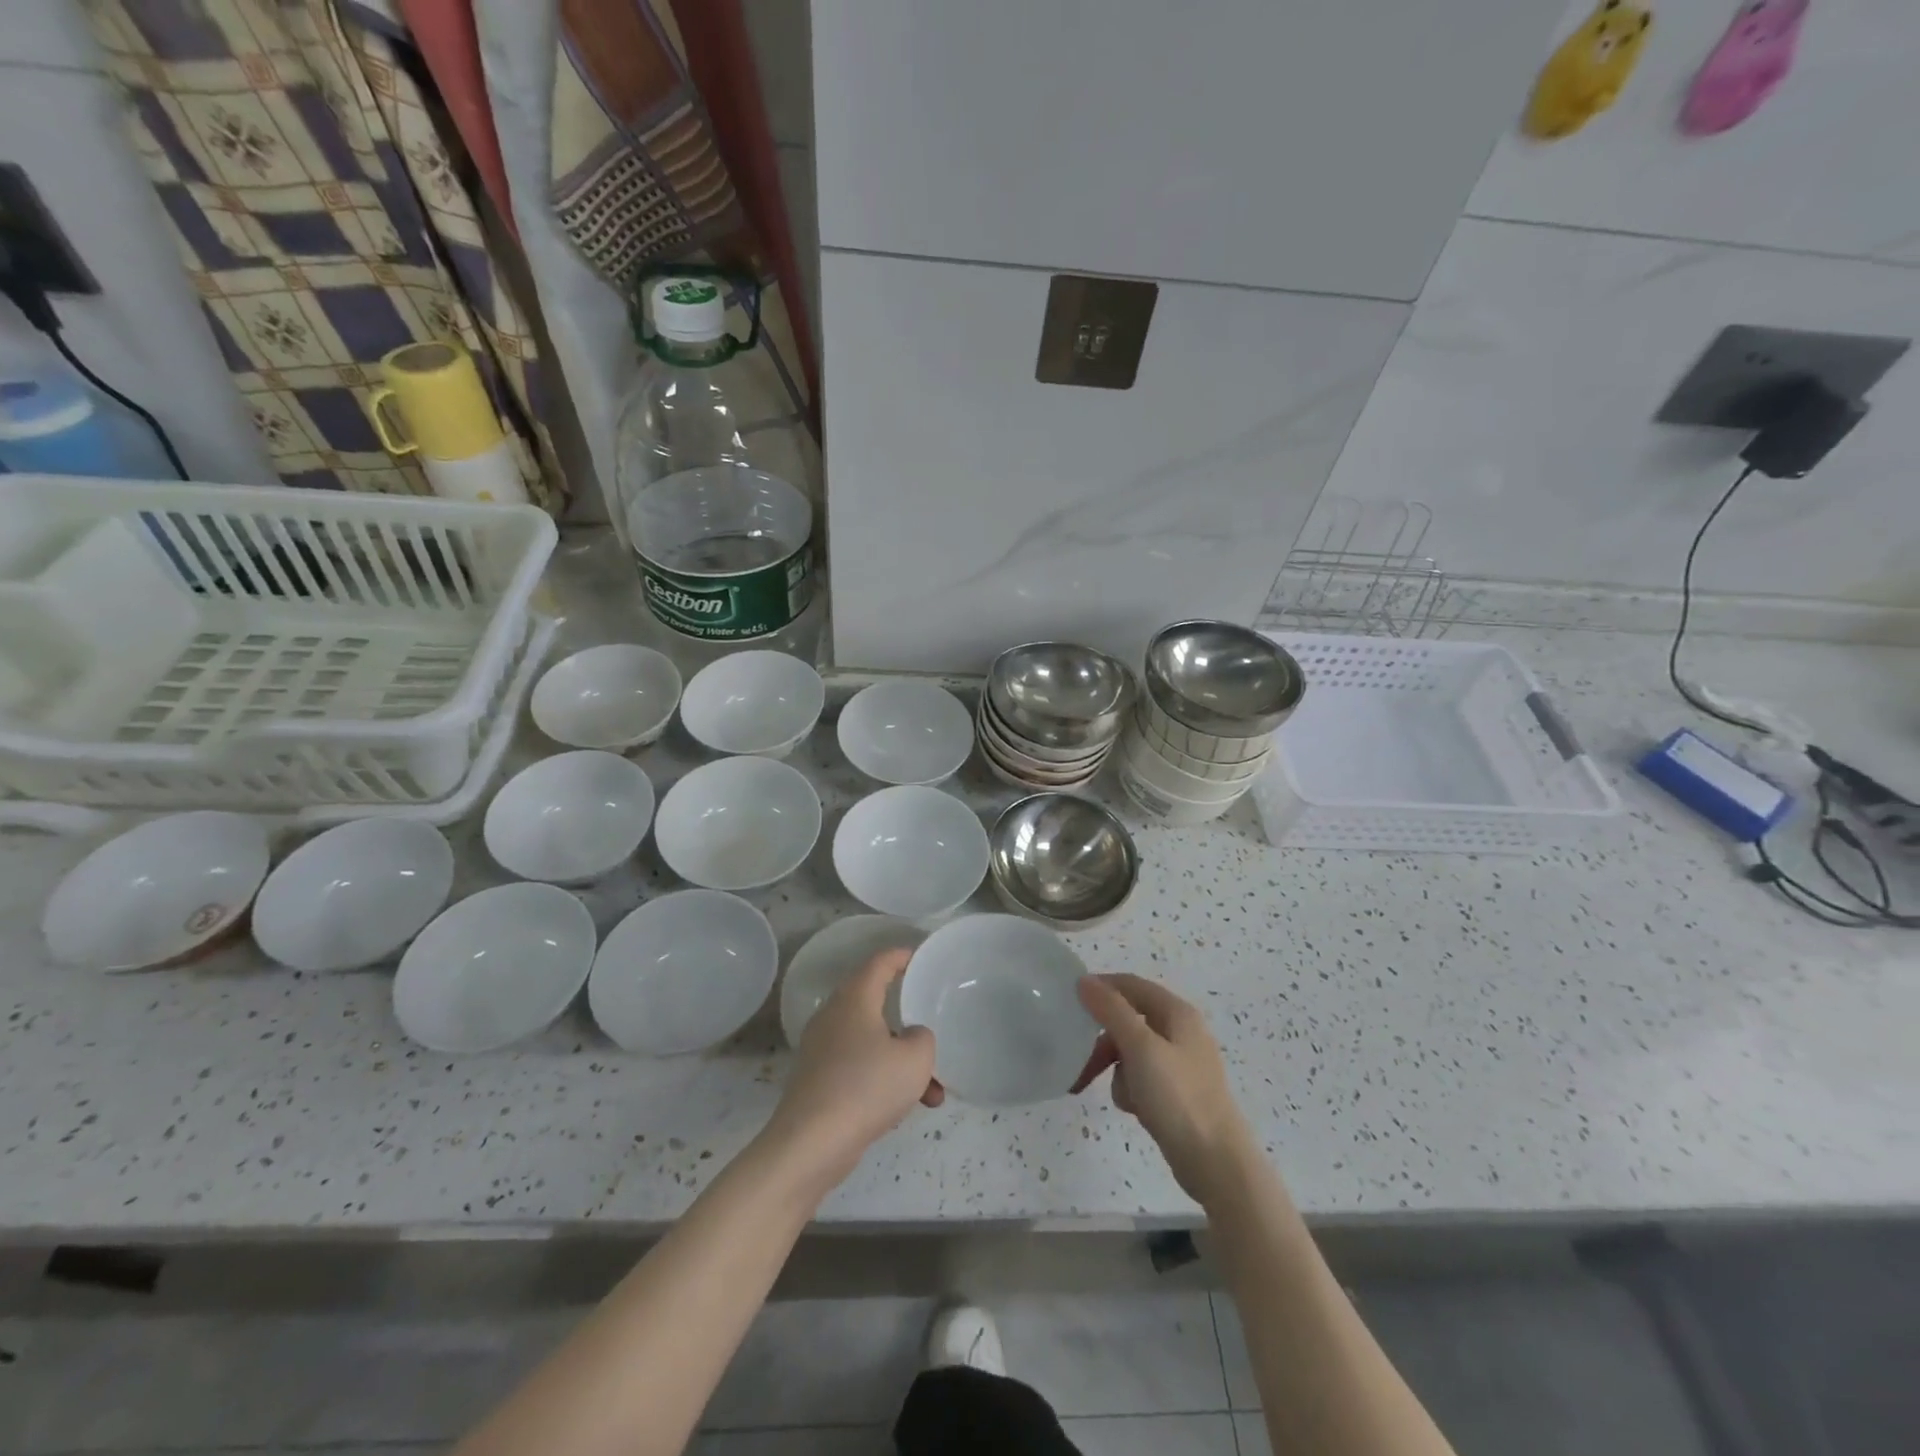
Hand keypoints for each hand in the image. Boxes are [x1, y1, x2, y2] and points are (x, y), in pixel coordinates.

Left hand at [764, 948, 941, 1190]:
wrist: (810, 1144)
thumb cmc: (866, 1087)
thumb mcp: (915, 1059)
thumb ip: (922, 1038)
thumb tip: (910, 1037)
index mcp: (855, 999)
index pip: (879, 963)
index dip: (901, 956)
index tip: (920, 958)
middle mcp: (834, 1016)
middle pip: (875, 1004)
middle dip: (908, 1021)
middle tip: (932, 1028)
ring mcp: (822, 1050)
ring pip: (872, 1043)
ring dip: (902, 1062)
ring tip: (932, 1092)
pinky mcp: (817, 1081)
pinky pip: (859, 1069)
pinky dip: (884, 1081)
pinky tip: (904, 1109)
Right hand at [1073, 973, 1255, 1206]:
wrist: (1216, 1163)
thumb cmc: (1177, 1097)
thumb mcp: (1139, 1047)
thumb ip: (1111, 1010)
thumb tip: (1084, 980)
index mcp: (1177, 1013)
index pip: (1131, 985)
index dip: (1101, 987)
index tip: (1069, 1001)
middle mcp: (1180, 1031)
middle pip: (1129, 1019)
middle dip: (1103, 1039)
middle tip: (1076, 1056)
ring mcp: (1180, 1063)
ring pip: (1131, 1051)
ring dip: (1115, 1068)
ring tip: (1110, 1092)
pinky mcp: (1177, 1092)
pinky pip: (1141, 1077)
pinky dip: (1130, 1088)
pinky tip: (1132, 1108)